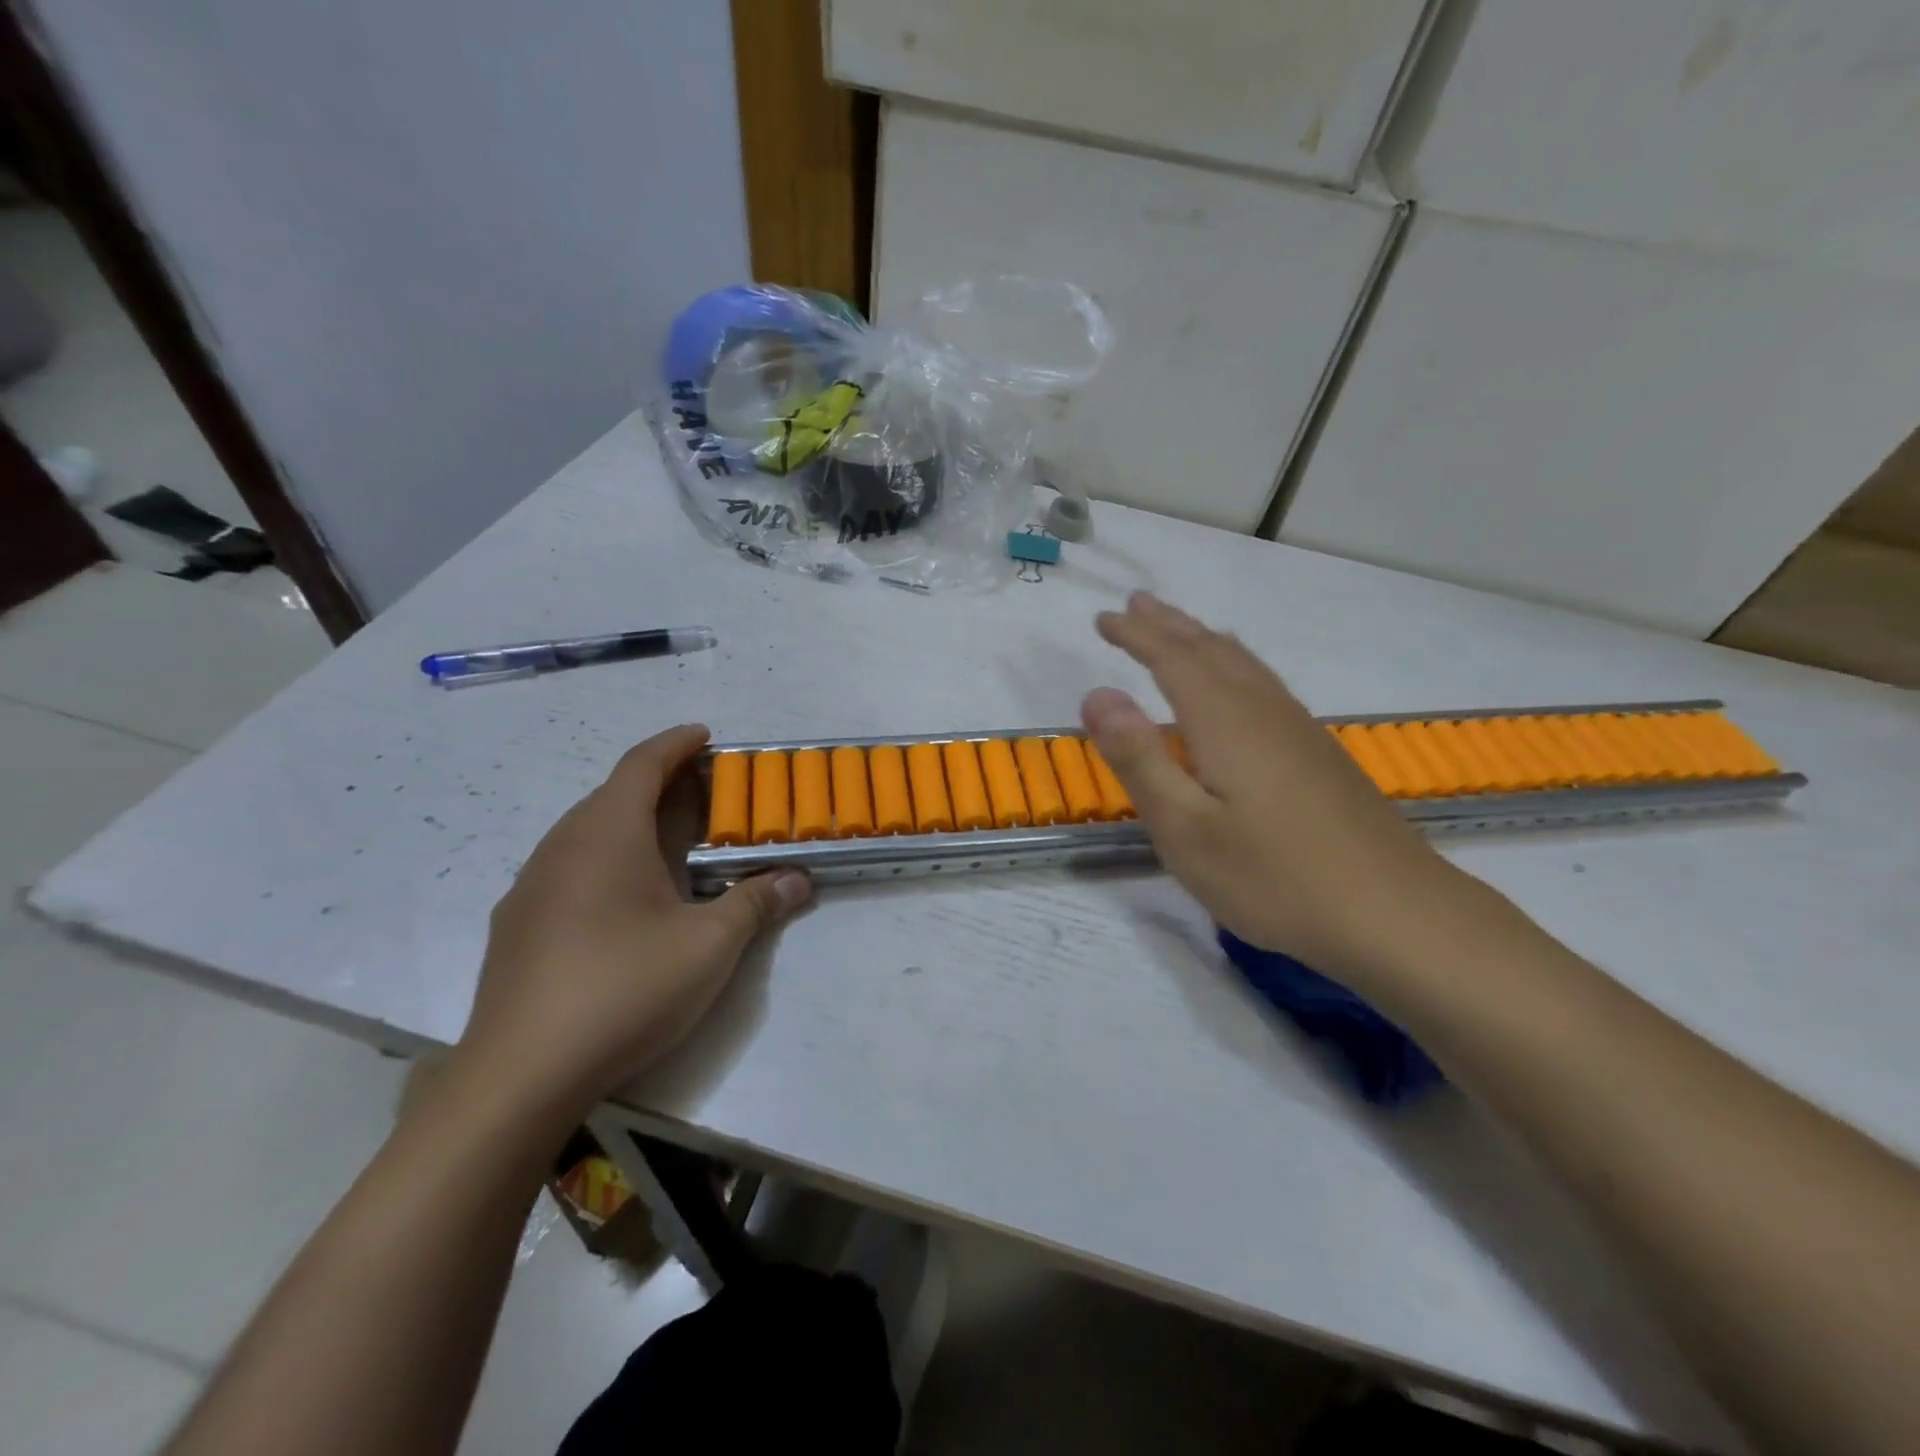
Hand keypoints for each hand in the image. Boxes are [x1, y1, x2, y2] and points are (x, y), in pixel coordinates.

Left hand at [453, 725, 810, 1122]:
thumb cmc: (625, 988)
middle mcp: (562, 847)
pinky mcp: (518, 925)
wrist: (520, 1074)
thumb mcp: (710, 945)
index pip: (642, 764)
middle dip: (659, 782)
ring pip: (586, 831)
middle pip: (613, 793)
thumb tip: (800, 879)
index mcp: (607, 834)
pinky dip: (605, 857)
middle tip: (704, 792)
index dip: (675, 744)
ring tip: (670, 839)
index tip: (704, 735)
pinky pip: (568, 866)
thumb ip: (757, 903)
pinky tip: (624, 897)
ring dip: (630, 820)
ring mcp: (532, 887)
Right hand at [1082, 593, 1493, 992]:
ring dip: (1204, 639)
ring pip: (1244, 664)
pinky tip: (1241, 683)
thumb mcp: (1186, 829)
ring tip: (1181, 627)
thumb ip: (1140, 760)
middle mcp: (1263, 711)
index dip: (1136, 635)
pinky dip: (1236, 663)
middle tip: (1136, 604)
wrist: (1394, 913)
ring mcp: (1298, 730)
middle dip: (1169, 625)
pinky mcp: (1319, 754)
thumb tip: (1097, 694)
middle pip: (1211, 650)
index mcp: (1225, 722)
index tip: (1104, 619)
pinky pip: (1264, 683)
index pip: (1172, 659)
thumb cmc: (1274, 877)